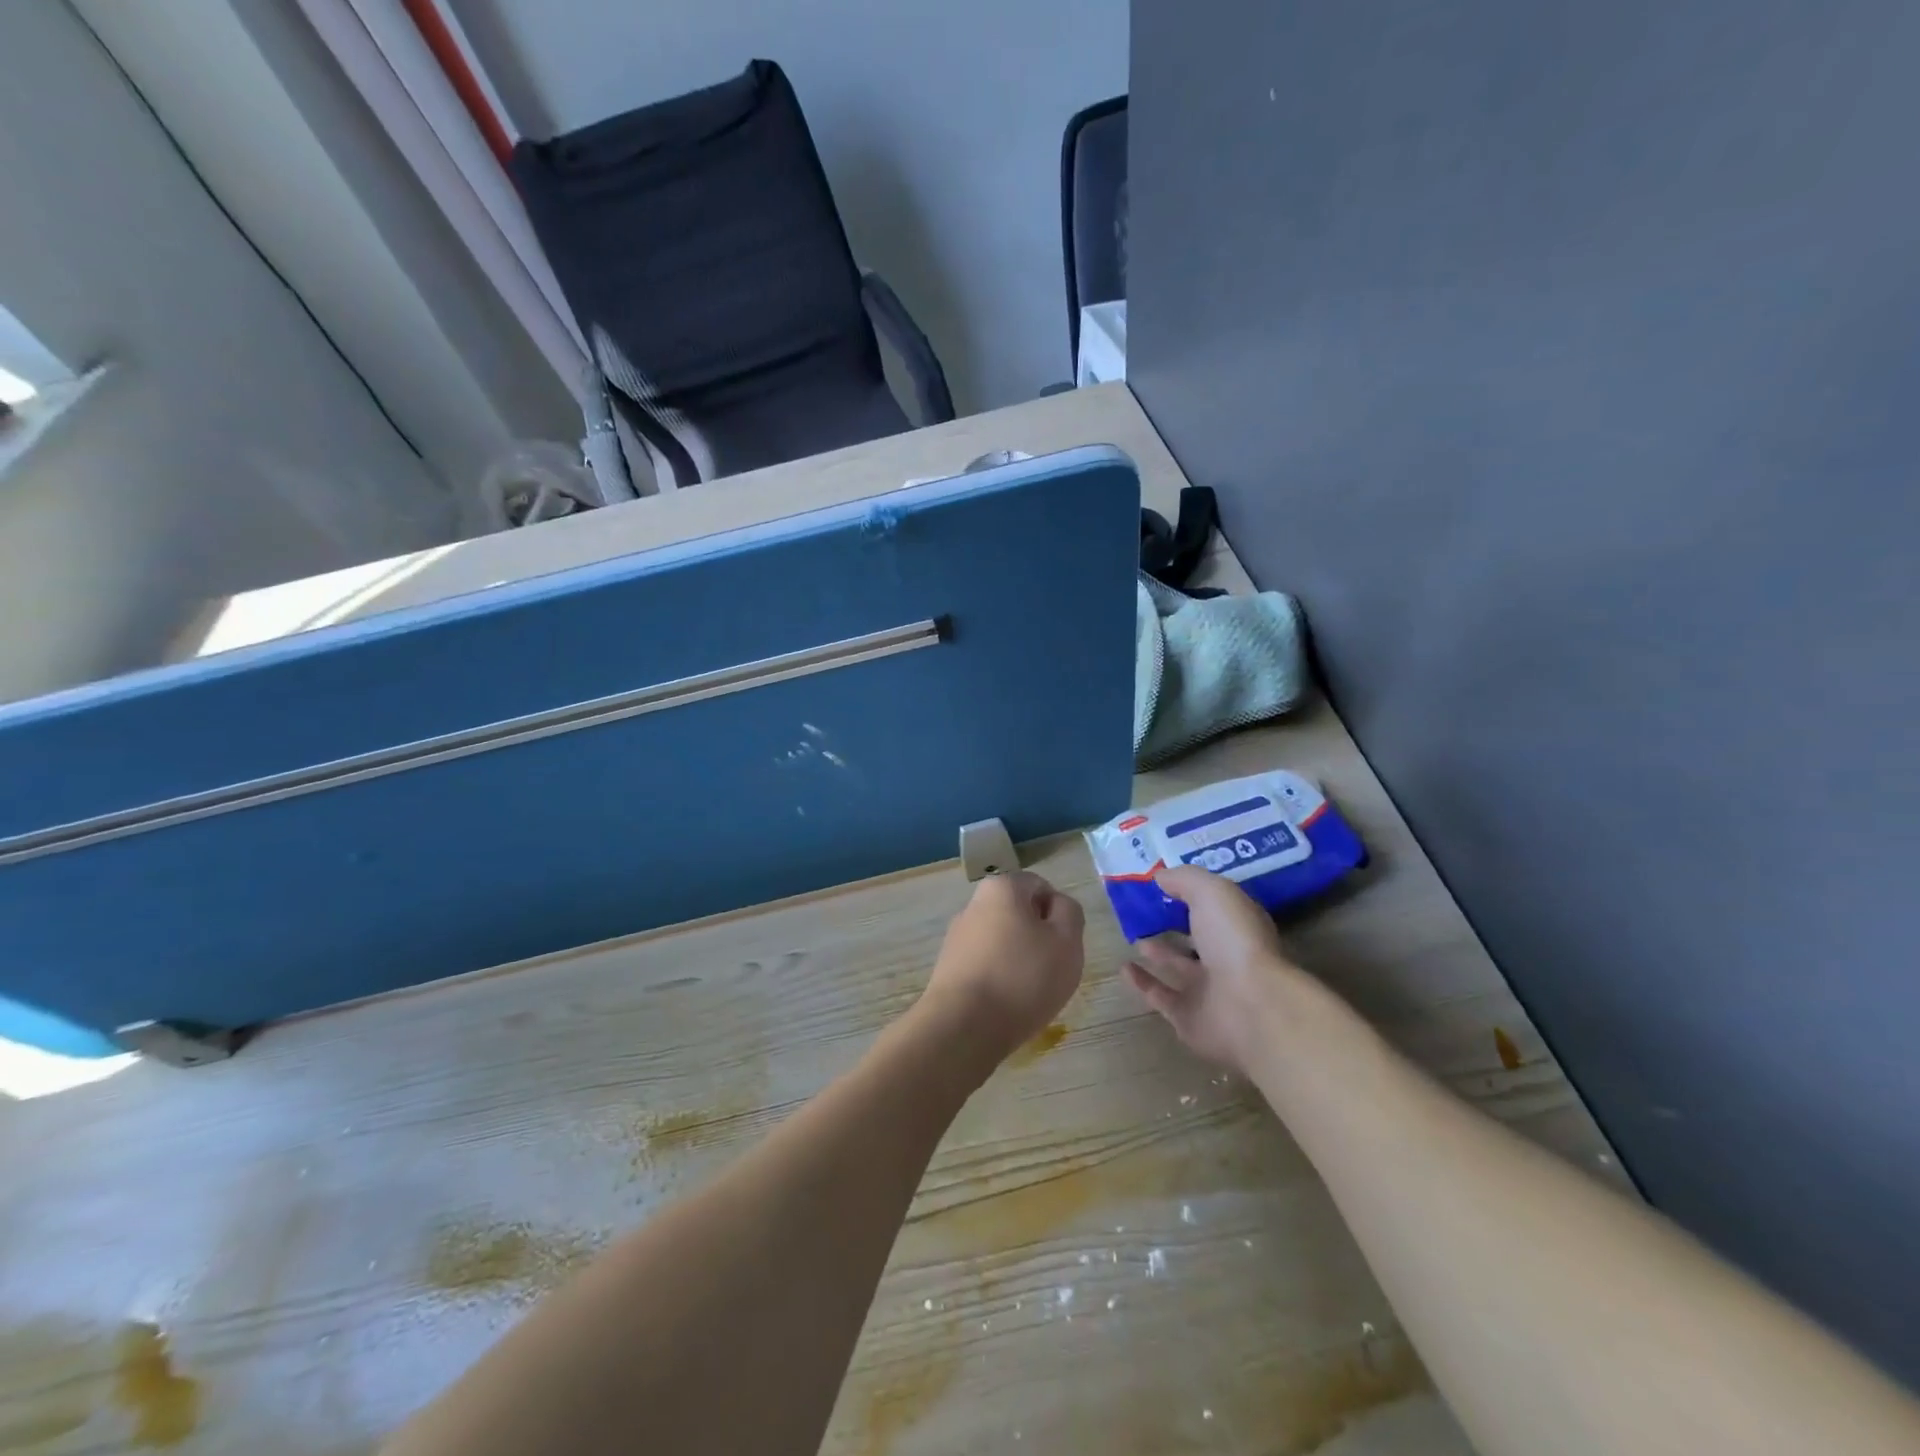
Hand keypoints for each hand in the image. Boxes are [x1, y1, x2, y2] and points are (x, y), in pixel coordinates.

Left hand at [920, 872, 1085, 1063]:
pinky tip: (1006, 1005)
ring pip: (1003, 942)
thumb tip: (1057, 906)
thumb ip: (1070, 914)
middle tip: (1051, 970)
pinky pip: (986, 966)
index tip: (1063, 946)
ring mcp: (957, 936)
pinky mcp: (948, 968)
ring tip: (1028, 994)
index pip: (1041, 887)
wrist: (962, 1027)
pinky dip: (1000, 980)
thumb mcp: (1067, 942)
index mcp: (1001, 887)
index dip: (1059, 915)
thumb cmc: (1022, 977)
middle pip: (1020, 914)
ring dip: (1020, 961)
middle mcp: (974, 904)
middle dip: (1039, 939)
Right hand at [1123, 866, 1301, 1071]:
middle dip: (1176, 926)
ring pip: (1179, 969)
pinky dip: (1142, 983)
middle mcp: (1226, 958)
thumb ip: (1185, 880)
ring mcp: (1209, 992)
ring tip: (1135, 938)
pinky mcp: (1188, 1019)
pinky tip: (1124, 968)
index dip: (1193, 895)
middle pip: (1198, 939)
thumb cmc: (1235, 941)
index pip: (1215, 908)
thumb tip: (1160, 877)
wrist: (1250, 1008)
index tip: (1164, 883)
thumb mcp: (1211, 893)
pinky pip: (1161, 997)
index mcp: (1238, 928)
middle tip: (1146, 912)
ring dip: (1159, 955)